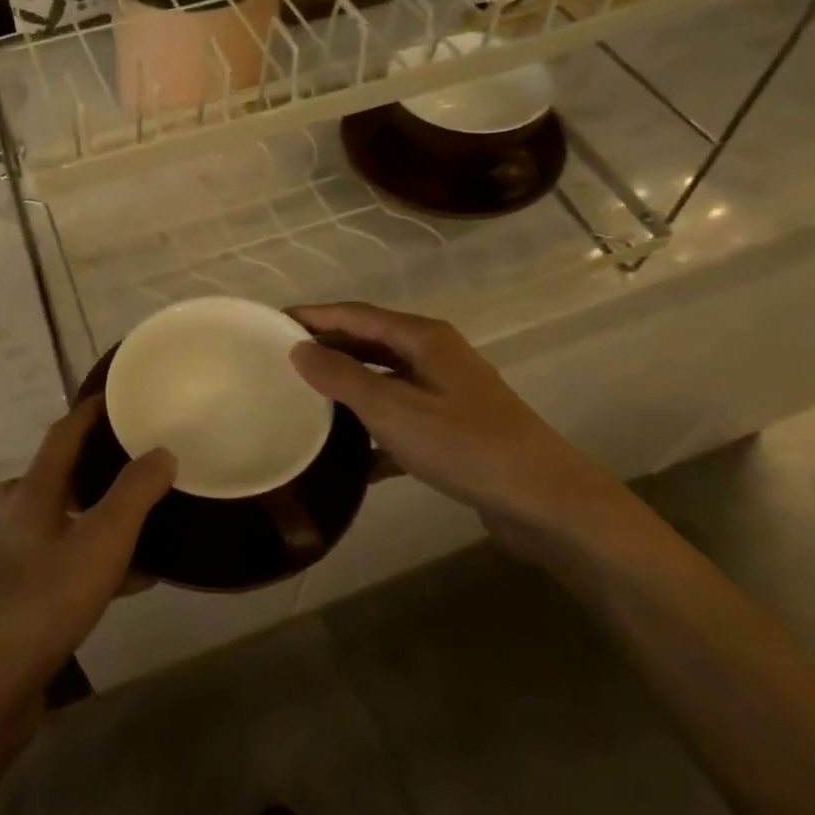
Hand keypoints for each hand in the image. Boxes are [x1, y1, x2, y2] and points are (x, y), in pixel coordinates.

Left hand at [0, 398, 174, 705]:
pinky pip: (72, 559)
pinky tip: (141, 575)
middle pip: (64, 473)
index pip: (64, 432)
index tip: (124, 395)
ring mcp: (20, 555)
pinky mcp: (27, 593)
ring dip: (106, 512)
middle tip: (144, 456)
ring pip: (70, 518)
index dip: (92, 410)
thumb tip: (162, 451)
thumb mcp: (101, 541)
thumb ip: (135, 493)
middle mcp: (20, 514)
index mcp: (32, 490)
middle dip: (102, 462)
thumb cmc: (44, 600)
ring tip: (151, 513)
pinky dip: (103, 557)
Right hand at [287, 302, 640, 562]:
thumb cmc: (464, 444)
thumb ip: (342, 376)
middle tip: (279, 361)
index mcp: (423, 338)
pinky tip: (347, 460)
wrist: (544, 500)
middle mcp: (435, 357)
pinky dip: (373, 433)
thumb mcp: (392, 408)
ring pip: (384, 382)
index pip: (355, 314)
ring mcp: (446, 394)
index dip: (314, 316)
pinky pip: (399, 421)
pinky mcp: (452, 431)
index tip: (271, 323)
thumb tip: (298, 349)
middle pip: (369, 343)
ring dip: (347, 390)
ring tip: (303, 402)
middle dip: (327, 349)